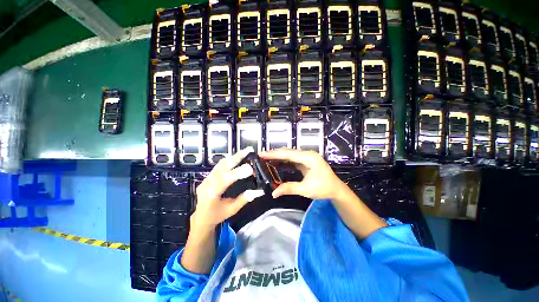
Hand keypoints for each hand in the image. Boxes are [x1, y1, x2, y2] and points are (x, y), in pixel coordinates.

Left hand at [192, 147, 263, 228]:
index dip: (238, 173)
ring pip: (220, 164)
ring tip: (244, 152)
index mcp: (211, 193)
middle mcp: (207, 183)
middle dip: (236, 157)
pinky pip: (218, 166)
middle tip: (248, 150)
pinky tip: (236, 157)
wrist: (201, 218)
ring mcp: (206, 179)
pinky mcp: (208, 177)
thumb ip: (245, 199)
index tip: (250, 169)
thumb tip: (259, 191)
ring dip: (233, 157)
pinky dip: (229, 160)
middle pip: (222, 167)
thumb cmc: (216, 216)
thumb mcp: (232, 210)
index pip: (225, 180)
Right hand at [259, 149, 347, 199]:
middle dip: (275, 154)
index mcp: (309, 158)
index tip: (262, 154)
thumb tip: (274, 193)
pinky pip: (293, 159)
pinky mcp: (306, 161)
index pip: (288, 154)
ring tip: (266, 158)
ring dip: (279, 156)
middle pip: (288, 152)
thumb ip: (289, 188)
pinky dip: (284, 160)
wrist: (336, 189)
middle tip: (261, 155)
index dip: (274, 154)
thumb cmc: (323, 188)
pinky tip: (277, 162)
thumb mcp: (306, 189)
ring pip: (290, 154)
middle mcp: (308, 154)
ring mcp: (307, 157)